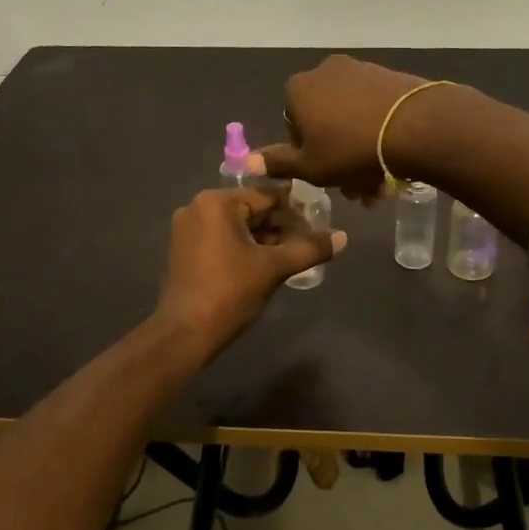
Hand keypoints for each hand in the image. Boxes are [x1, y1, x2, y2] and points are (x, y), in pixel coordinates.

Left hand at [154, 187, 347, 353]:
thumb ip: (309, 248)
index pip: (267, 196)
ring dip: (266, 238)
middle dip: (282, 225)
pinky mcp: (185, 250)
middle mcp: (198, 207)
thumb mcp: (274, 267)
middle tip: (311, 241)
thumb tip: (343, 237)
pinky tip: (269, 263)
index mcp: (217, 202)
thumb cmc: (230, 292)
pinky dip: (246, 247)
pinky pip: (224, 239)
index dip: (297, 209)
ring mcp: (188, 229)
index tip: (321, 220)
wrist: (186, 333)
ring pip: (239, 226)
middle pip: (252, 210)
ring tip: (296, 254)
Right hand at [251, 55, 446, 200]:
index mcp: (299, 89)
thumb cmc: (351, 149)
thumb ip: (279, 163)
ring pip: (353, 120)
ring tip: (379, 184)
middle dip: (339, 158)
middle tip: (356, 189)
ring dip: (361, 153)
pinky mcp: (391, 77)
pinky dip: (380, 134)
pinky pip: (376, 110)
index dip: (308, 153)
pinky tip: (395, 162)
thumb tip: (248, 161)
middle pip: (326, 123)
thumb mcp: (310, 166)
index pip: (293, 125)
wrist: (416, 126)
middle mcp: (326, 72)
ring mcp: (361, 71)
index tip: (326, 174)